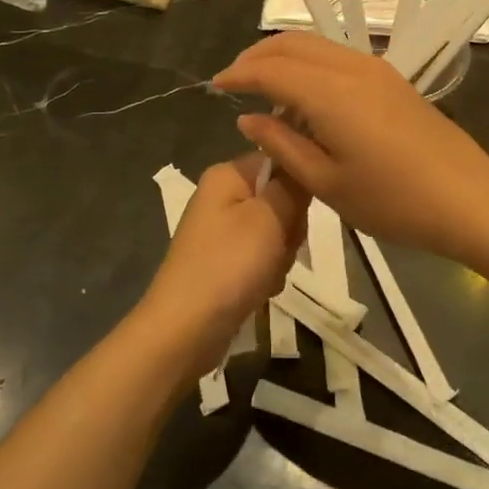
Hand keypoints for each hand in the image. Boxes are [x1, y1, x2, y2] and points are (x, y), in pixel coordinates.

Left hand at [137, 154, 306, 379]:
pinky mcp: (225, 261)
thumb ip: (292, 186)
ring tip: (268, 274)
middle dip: (290, 227)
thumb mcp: (269, 217)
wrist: (185, 329)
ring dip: (281, 255)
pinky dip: (267, 274)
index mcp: (227, 175)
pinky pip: (262, 257)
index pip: (280, 160)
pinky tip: (260, 289)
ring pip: (276, 232)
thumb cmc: (228, 264)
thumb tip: (302, 159)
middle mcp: (222, 197)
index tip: (301, 211)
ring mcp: (222, 231)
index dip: (298, 186)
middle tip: (281, 248)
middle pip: (280, 198)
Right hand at [212, 32, 488, 263]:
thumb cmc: (393, 201)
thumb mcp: (327, 183)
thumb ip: (283, 145)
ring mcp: (376, 70)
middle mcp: (351, 67)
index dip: (239, 75)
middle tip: (234, 80)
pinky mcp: (392, 80)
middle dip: (257, 56)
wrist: (468, 198)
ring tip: (263, 84)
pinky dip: (310, 63)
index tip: (215, 86)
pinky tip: (304, 93)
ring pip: (317, 44)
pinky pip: (338, 57)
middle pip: (293, 44)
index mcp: (330, 93)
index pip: (270, 70)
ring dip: (284, 56)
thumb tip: (249, 120)